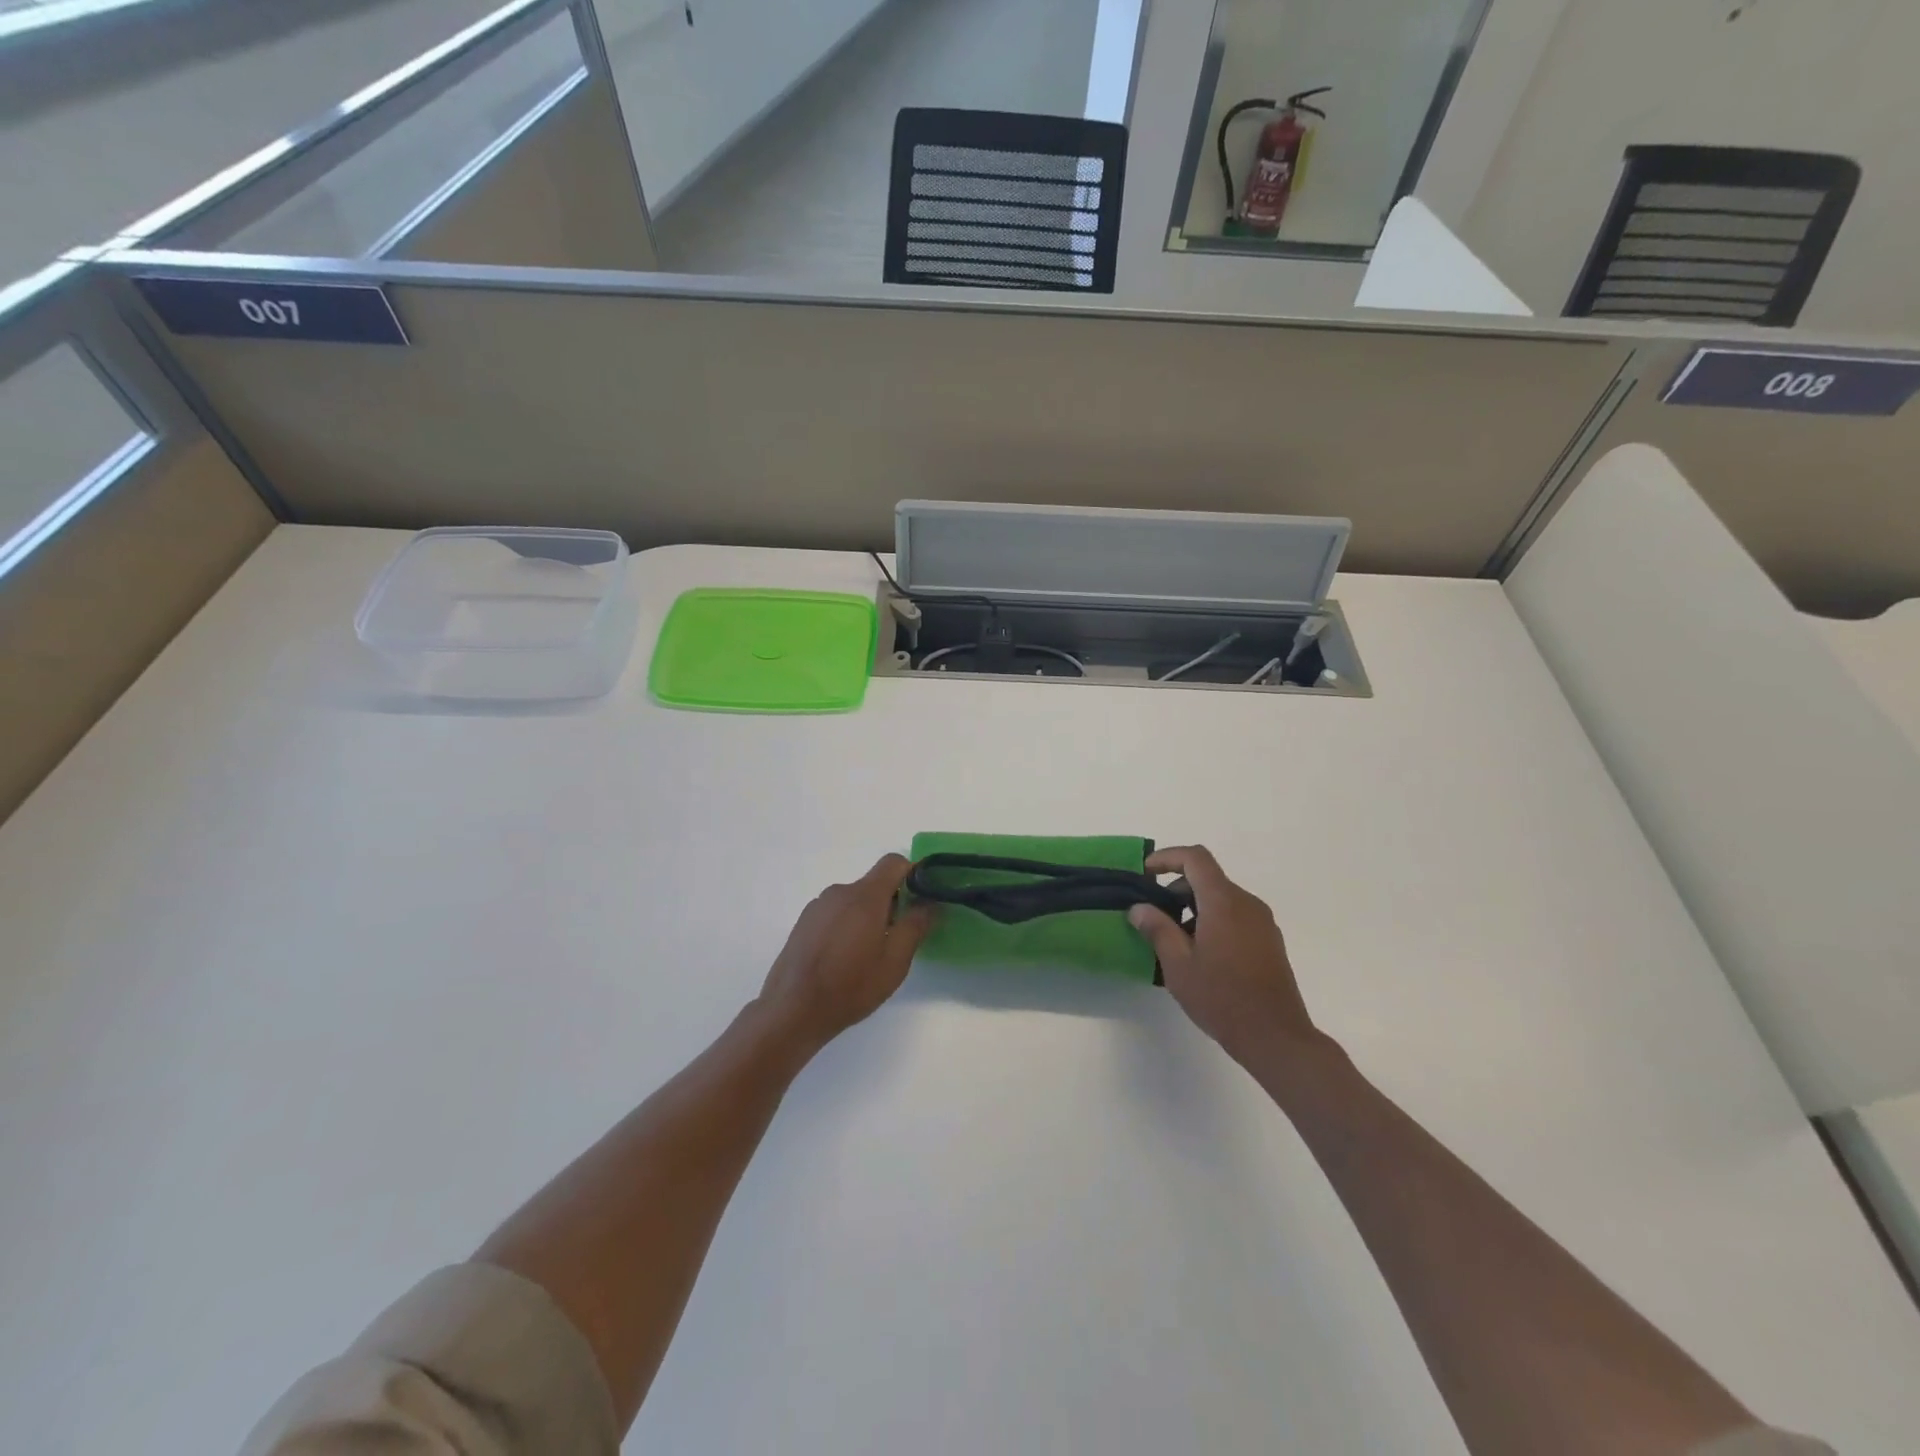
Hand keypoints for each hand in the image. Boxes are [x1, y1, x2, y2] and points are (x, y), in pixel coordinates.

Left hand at [758, 854, 935, 1047]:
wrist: (792, 1010)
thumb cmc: (850, 986)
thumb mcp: (894, 962)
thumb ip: (915, 926)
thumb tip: (929, 903)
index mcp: (865, 896)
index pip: (894, 862)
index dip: (912, 873)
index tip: (921, 898)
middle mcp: (839, 892)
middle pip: (873, 884)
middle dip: (890, 903)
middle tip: (896, 938)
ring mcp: (818, 906)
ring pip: (853, 900)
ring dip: (866, 916)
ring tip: (866, 954)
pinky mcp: (803, 922)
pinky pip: (834, 912)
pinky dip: (845, 925)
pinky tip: (841, 958)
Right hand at [1128, 845, 1320, 1064]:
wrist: (1276, 1037)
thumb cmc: (1222, 998)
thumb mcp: (1179, 965)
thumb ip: (1157, 929)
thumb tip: (1139, 908)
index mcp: (1224, 902)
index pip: (1195, 858)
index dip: (1167, 857)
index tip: (1145, 873)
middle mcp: (1247, 904)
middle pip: (1208, 878)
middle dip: (1177, 888)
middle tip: (1154, 916)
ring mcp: (1262, 922)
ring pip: (1222, 898)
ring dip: (1194, 907)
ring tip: (1174, 941)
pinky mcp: (1269, 941)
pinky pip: (1236, 916)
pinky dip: (1213, 920)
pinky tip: (1201, 955)